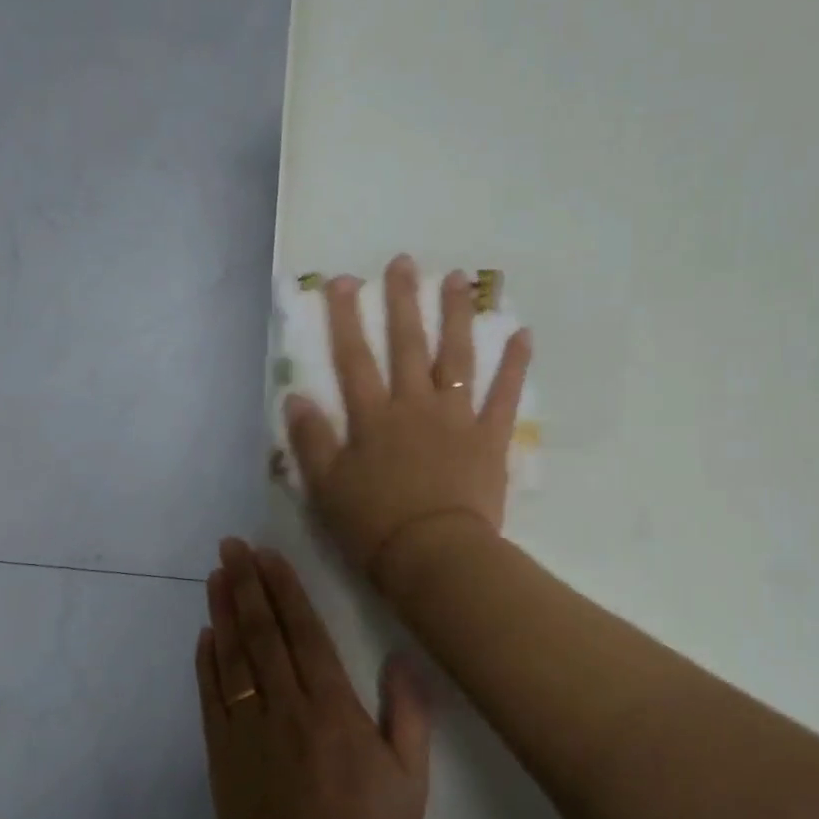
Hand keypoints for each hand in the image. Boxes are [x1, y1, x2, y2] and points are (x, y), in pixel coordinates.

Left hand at [197, 538, 430, 818]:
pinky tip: (203, 636)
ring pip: (231, 659)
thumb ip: (409, 715)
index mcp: (332, 709)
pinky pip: (211, 699)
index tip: (267, 556)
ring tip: (214, 575)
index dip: (284, 591)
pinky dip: (205, 664)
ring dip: (222, 613)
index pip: (303, 633)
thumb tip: (402, 658)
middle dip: (246, 586)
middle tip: (229, 547)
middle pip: (262, 635)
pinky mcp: (222, 758)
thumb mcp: (410, 780)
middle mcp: (285, 709)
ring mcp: (247, 733)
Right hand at [284, 254, 532, 593]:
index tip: (342, 281)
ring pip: (456, 357)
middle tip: (404, 262)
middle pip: (407, 344)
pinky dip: (514, 366)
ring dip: (456, 316)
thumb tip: (296, 398)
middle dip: (402, 301)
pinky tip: (523, 334)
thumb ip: (311, 441)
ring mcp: (456, 419)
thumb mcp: (326, 488)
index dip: (345, 318)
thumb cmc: (373, 526)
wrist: (432, 556)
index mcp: (373, 418)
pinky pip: (504, 396)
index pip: (354, 358)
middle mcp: (414, 406)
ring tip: (458, 279)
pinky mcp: (489, 439)